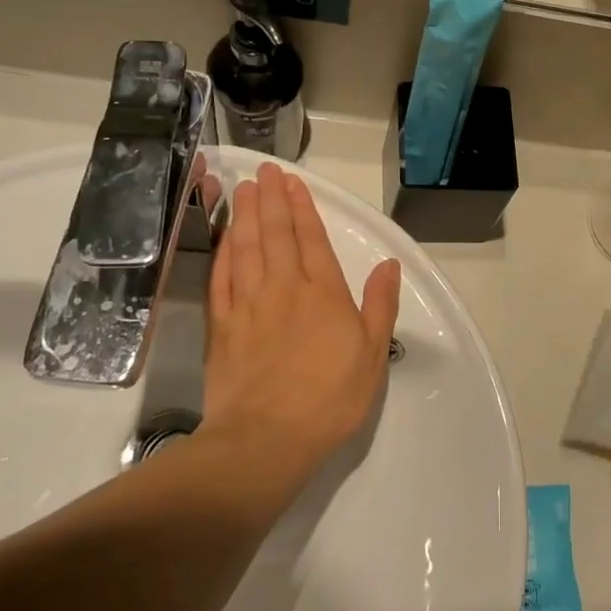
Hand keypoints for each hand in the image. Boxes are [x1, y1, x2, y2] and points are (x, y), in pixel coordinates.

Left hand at [203, 164, 402, 483]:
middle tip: (264, 171)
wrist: (267, 438)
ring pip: (245, 248)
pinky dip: (222, 253)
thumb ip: (380, 305)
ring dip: (244, 216)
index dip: (302, 207)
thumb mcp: (372, 354)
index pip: (311, 239)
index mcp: (323, 293)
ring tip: (242, 190)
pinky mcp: (222, 326)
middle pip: (275, 234)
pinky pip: (221, 278)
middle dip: (270, 199)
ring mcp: (248, 305)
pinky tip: (224, 238)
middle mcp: (284, 288)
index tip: (292, 182)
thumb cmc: (330, 398)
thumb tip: (389, 265)